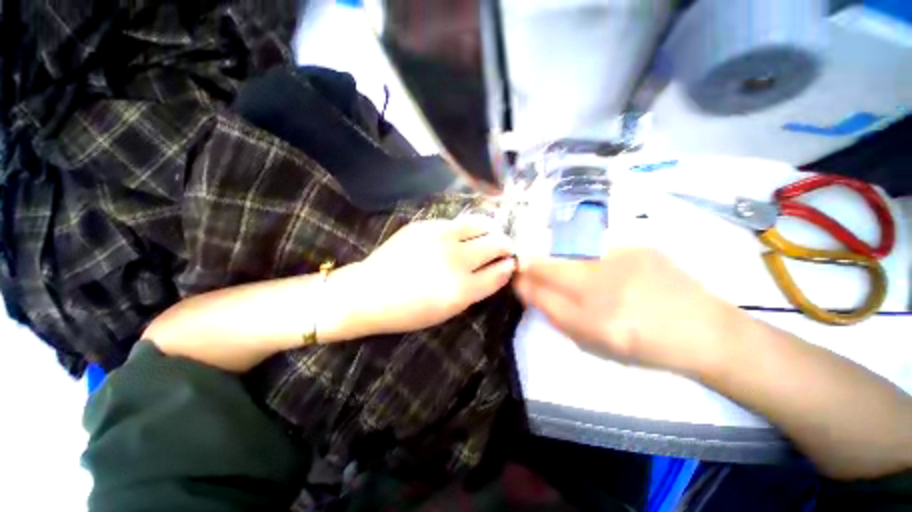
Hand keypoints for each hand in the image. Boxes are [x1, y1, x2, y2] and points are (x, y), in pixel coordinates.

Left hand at [344, 216, 515, 334]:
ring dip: (491, 229)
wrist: (370, 292)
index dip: (509, 265)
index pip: (500, 271)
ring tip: (489, 234)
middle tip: (504, 248)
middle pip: (496, 243)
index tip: (510, 262)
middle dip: (506, 245)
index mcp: (463, 288)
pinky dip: (468, 227)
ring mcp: (441, 237)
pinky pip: (458, 221)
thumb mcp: (449, 310)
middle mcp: (457, 259)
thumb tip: (498, 269)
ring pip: (481, 224)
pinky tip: (463, 234)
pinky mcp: (427, 224)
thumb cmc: (410, 310)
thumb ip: (478, 289)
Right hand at [513, 248, 742, 374]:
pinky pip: (595, 249)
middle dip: (532, 266)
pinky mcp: (636, 245)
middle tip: (531, 270)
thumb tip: (527, 288)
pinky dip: (588, 258)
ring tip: (576, 275)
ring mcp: (621, 259)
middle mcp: (602, 283)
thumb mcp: (591, 341)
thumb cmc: (644, 345)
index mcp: (591, 316)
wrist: (705, 330)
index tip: (516, 277)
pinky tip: (605, 270)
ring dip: (560, 262)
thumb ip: (554, 313)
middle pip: (547, 265)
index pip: (537, 288)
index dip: (521, 279)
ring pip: (568, 254)